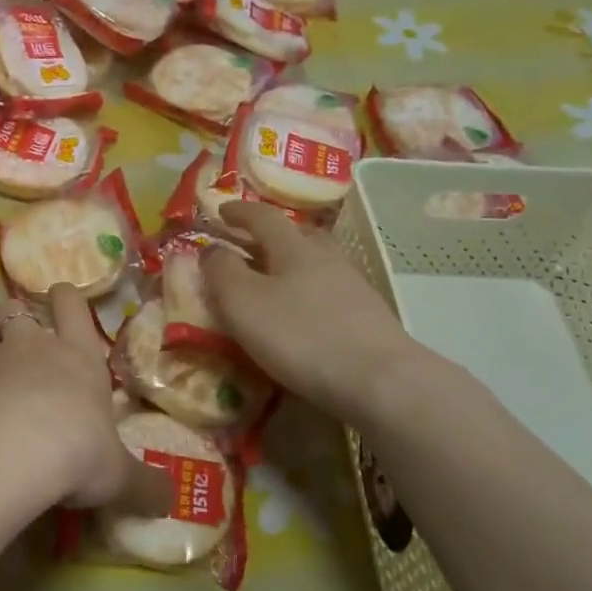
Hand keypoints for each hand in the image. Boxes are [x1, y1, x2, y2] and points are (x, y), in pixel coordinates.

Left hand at [0, 283, 160, 509]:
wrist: (8, 453)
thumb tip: (170, 499)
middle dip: (14, 315)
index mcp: (78, 356)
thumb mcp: (118, 475)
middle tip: (18, 336)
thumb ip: (142, 484)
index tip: (62, 298)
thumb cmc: (77, 451)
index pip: (72, 305)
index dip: (66, 298)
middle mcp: (32, 347)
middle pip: (14, 308)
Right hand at [203, 201, 432, 426]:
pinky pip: (329, 292)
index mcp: (294, 247)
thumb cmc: (300, 335)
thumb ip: (221, 272)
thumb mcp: (243, 303)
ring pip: (317, 263)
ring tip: (273, 282)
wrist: (379, 380)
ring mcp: (353, 287)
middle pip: (298, 235)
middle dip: (270, 235)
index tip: (221, 210)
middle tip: (248, 245)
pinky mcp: (367, 317)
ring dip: (292, 265)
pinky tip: (302, 314)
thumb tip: (212, 249)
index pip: (263, 217)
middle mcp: (327, 258)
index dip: (239, 211)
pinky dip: (308, 293)